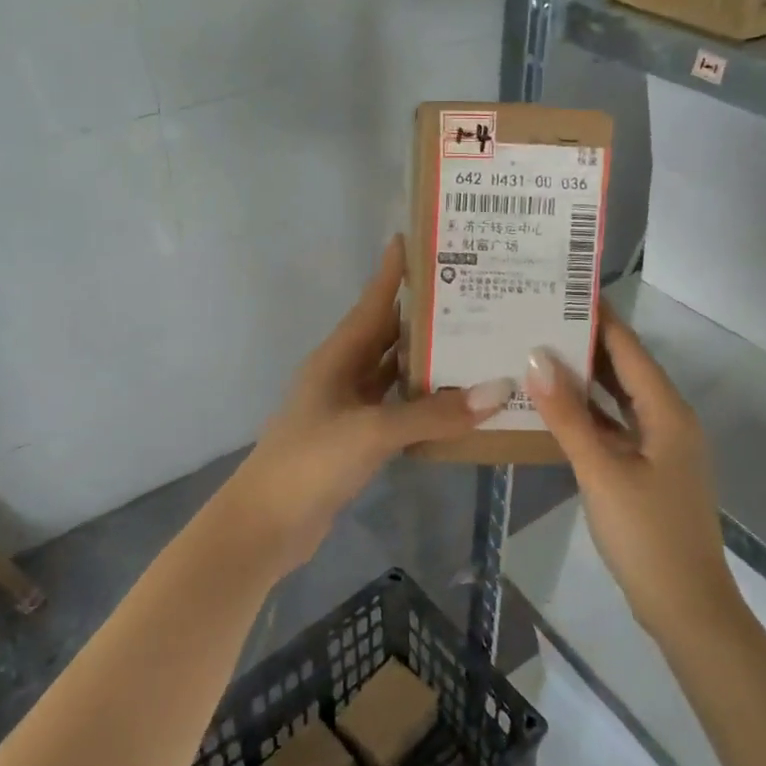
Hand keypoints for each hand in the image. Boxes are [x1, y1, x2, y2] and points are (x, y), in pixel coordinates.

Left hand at [218, 235, 515, 576]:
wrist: (266, 526)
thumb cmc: (310, 463)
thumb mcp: (372, 432)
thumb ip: (433, 413)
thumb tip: (499, 389)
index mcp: (338, 356)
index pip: (373, 302)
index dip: (394, 271)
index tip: (421, 238)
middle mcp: (344, 373)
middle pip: (389, 334)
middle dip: (426, 314)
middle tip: (474, 292)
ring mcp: (350, 408)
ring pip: (396, 372)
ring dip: (430, 360)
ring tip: (479, 341)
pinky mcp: (358, 439)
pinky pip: (398, 409)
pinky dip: (425, 403)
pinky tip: (459, 403)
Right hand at [526, 315, 738, 641]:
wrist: (686, 607)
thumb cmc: (646, 535)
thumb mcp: (601, 471)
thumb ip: (568, 415)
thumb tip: (536, 357)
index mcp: (667, 411)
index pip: (629, 349)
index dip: (599, 317)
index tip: (564, 287)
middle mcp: (669, 420)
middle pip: (625, 369)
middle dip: (586, 343)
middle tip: (540, 316)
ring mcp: (661, 447)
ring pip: (620, 399)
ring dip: (585, 379)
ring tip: (540, 350)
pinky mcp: (650, 469)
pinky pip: (617, 427)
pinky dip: (590, 414)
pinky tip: (556, 408)